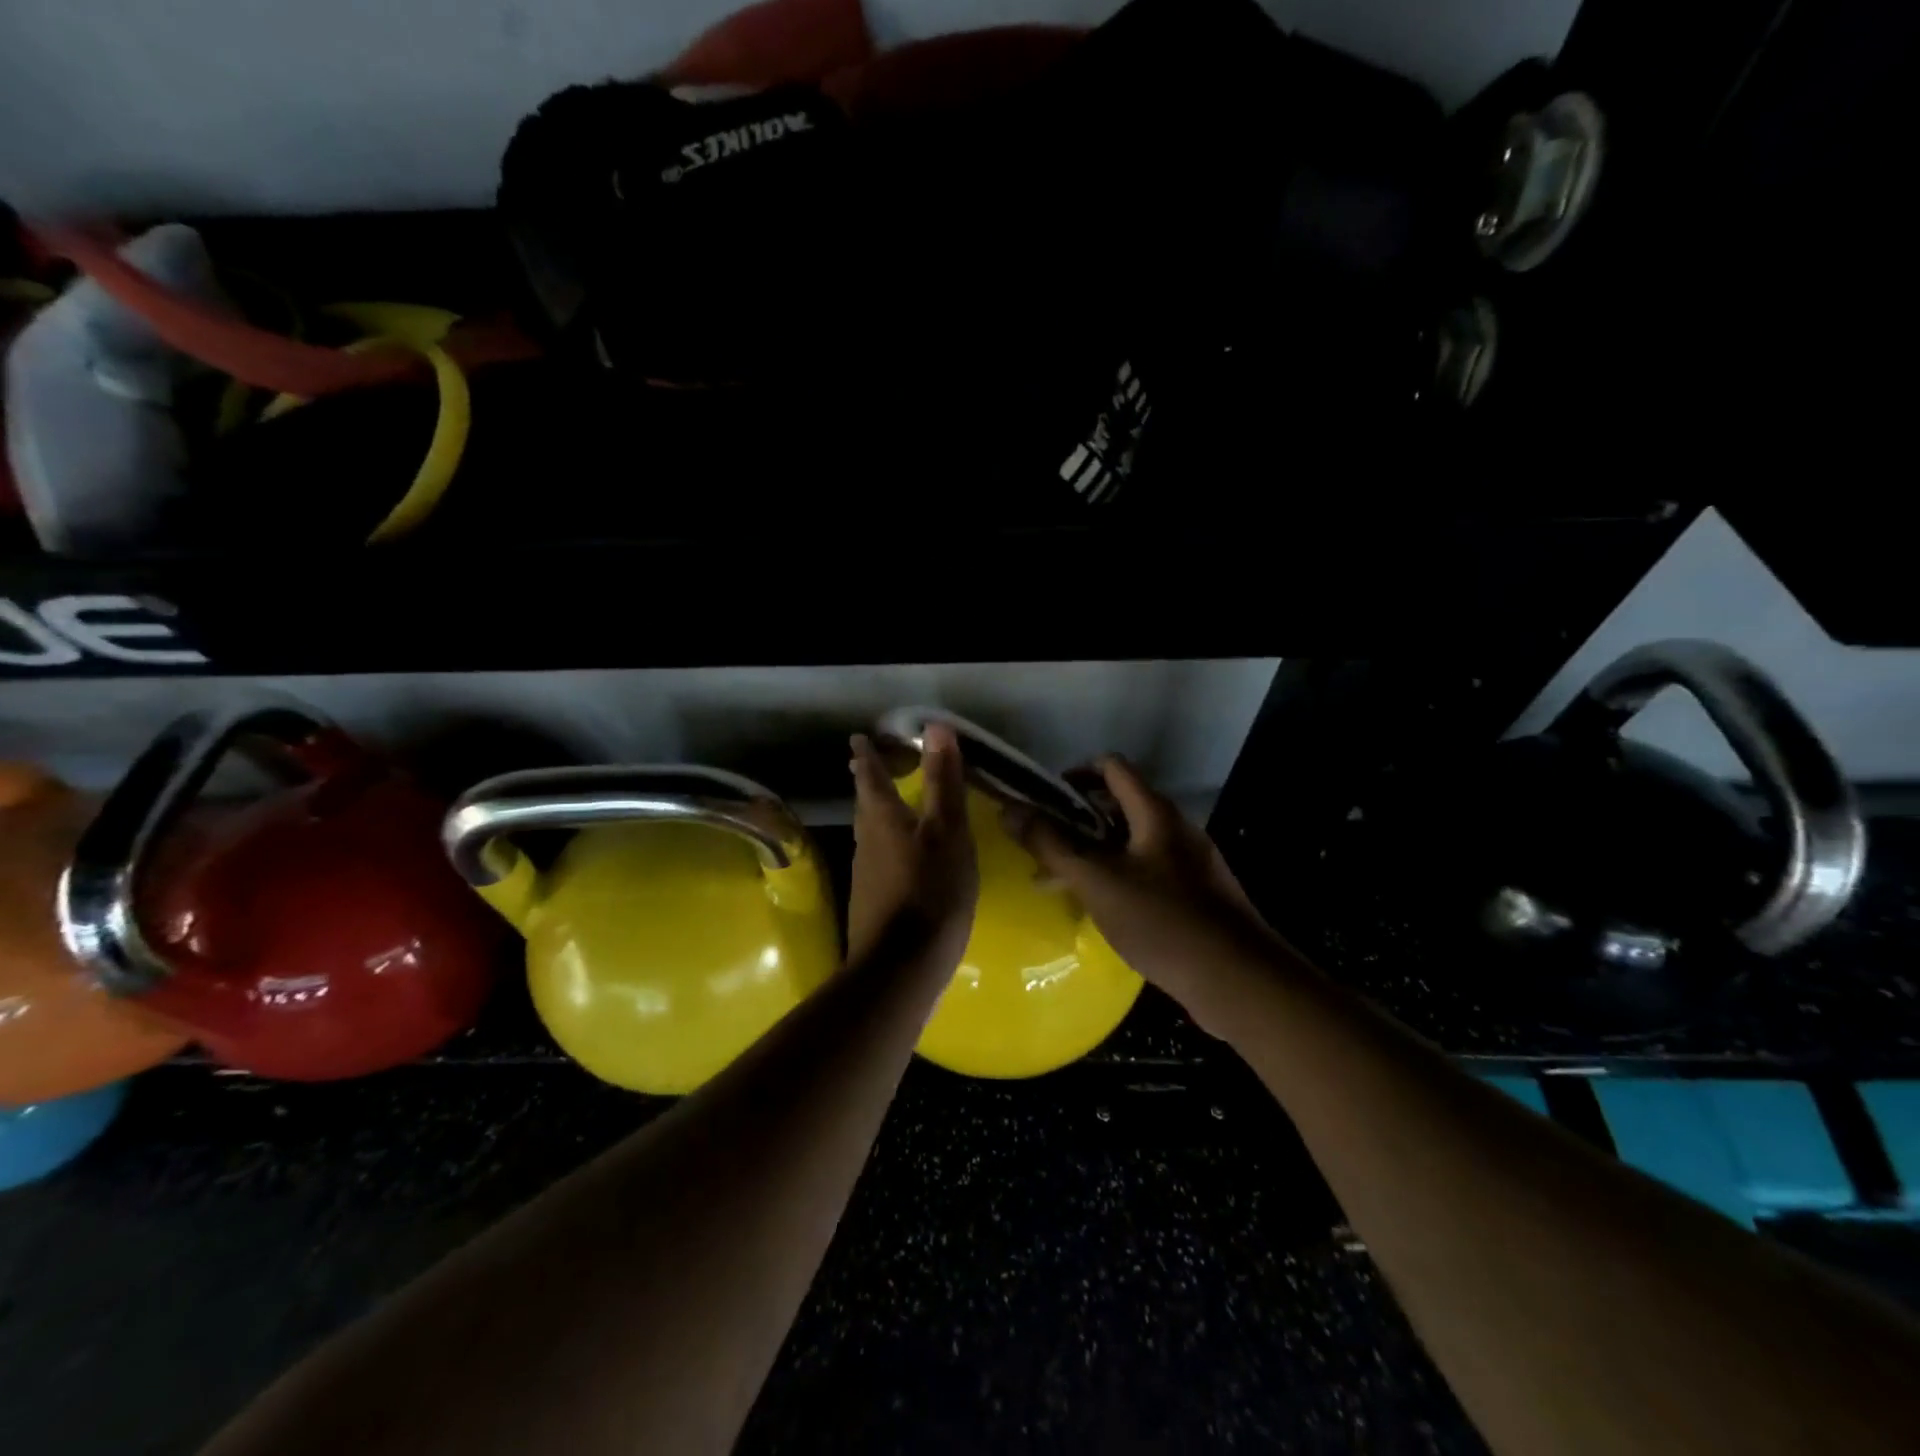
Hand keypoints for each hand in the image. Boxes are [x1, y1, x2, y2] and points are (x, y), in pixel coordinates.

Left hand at [846, 724, 978, 967]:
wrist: (901, 967)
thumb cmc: (930, 890)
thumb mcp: (947, 832)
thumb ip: (943, 782)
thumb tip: (934, 726)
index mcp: (883, 819)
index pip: (870, 776)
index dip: (866, 755)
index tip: (857, 738)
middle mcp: (866, 842)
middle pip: (865, 805)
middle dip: (867, 783)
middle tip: (867, 765)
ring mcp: (865, 875)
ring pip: (869, 833)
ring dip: (875, 814)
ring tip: (887, 806)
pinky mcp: (871, 903)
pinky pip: (878, 860)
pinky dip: (886, 846)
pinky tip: (901, 859)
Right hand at [1002, 755, 1276, 1007]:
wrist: (1237, 980)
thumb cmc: (1161, 921)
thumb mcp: (1096, 881)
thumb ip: (1050, 844)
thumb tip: (1009, 808)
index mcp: (1155, 813)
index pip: (1111, 767)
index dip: (1074, 774)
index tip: (1044, 800)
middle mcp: (1176, 827)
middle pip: (1119, 803)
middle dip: (1076, 819)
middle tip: (1044, 845)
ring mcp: (1190, 860)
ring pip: (1131, 841)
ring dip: (1093, 851)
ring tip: (1060, 881)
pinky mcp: (1196, 892)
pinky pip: (1147, 869)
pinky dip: (1117, 874)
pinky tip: (1099, 908)